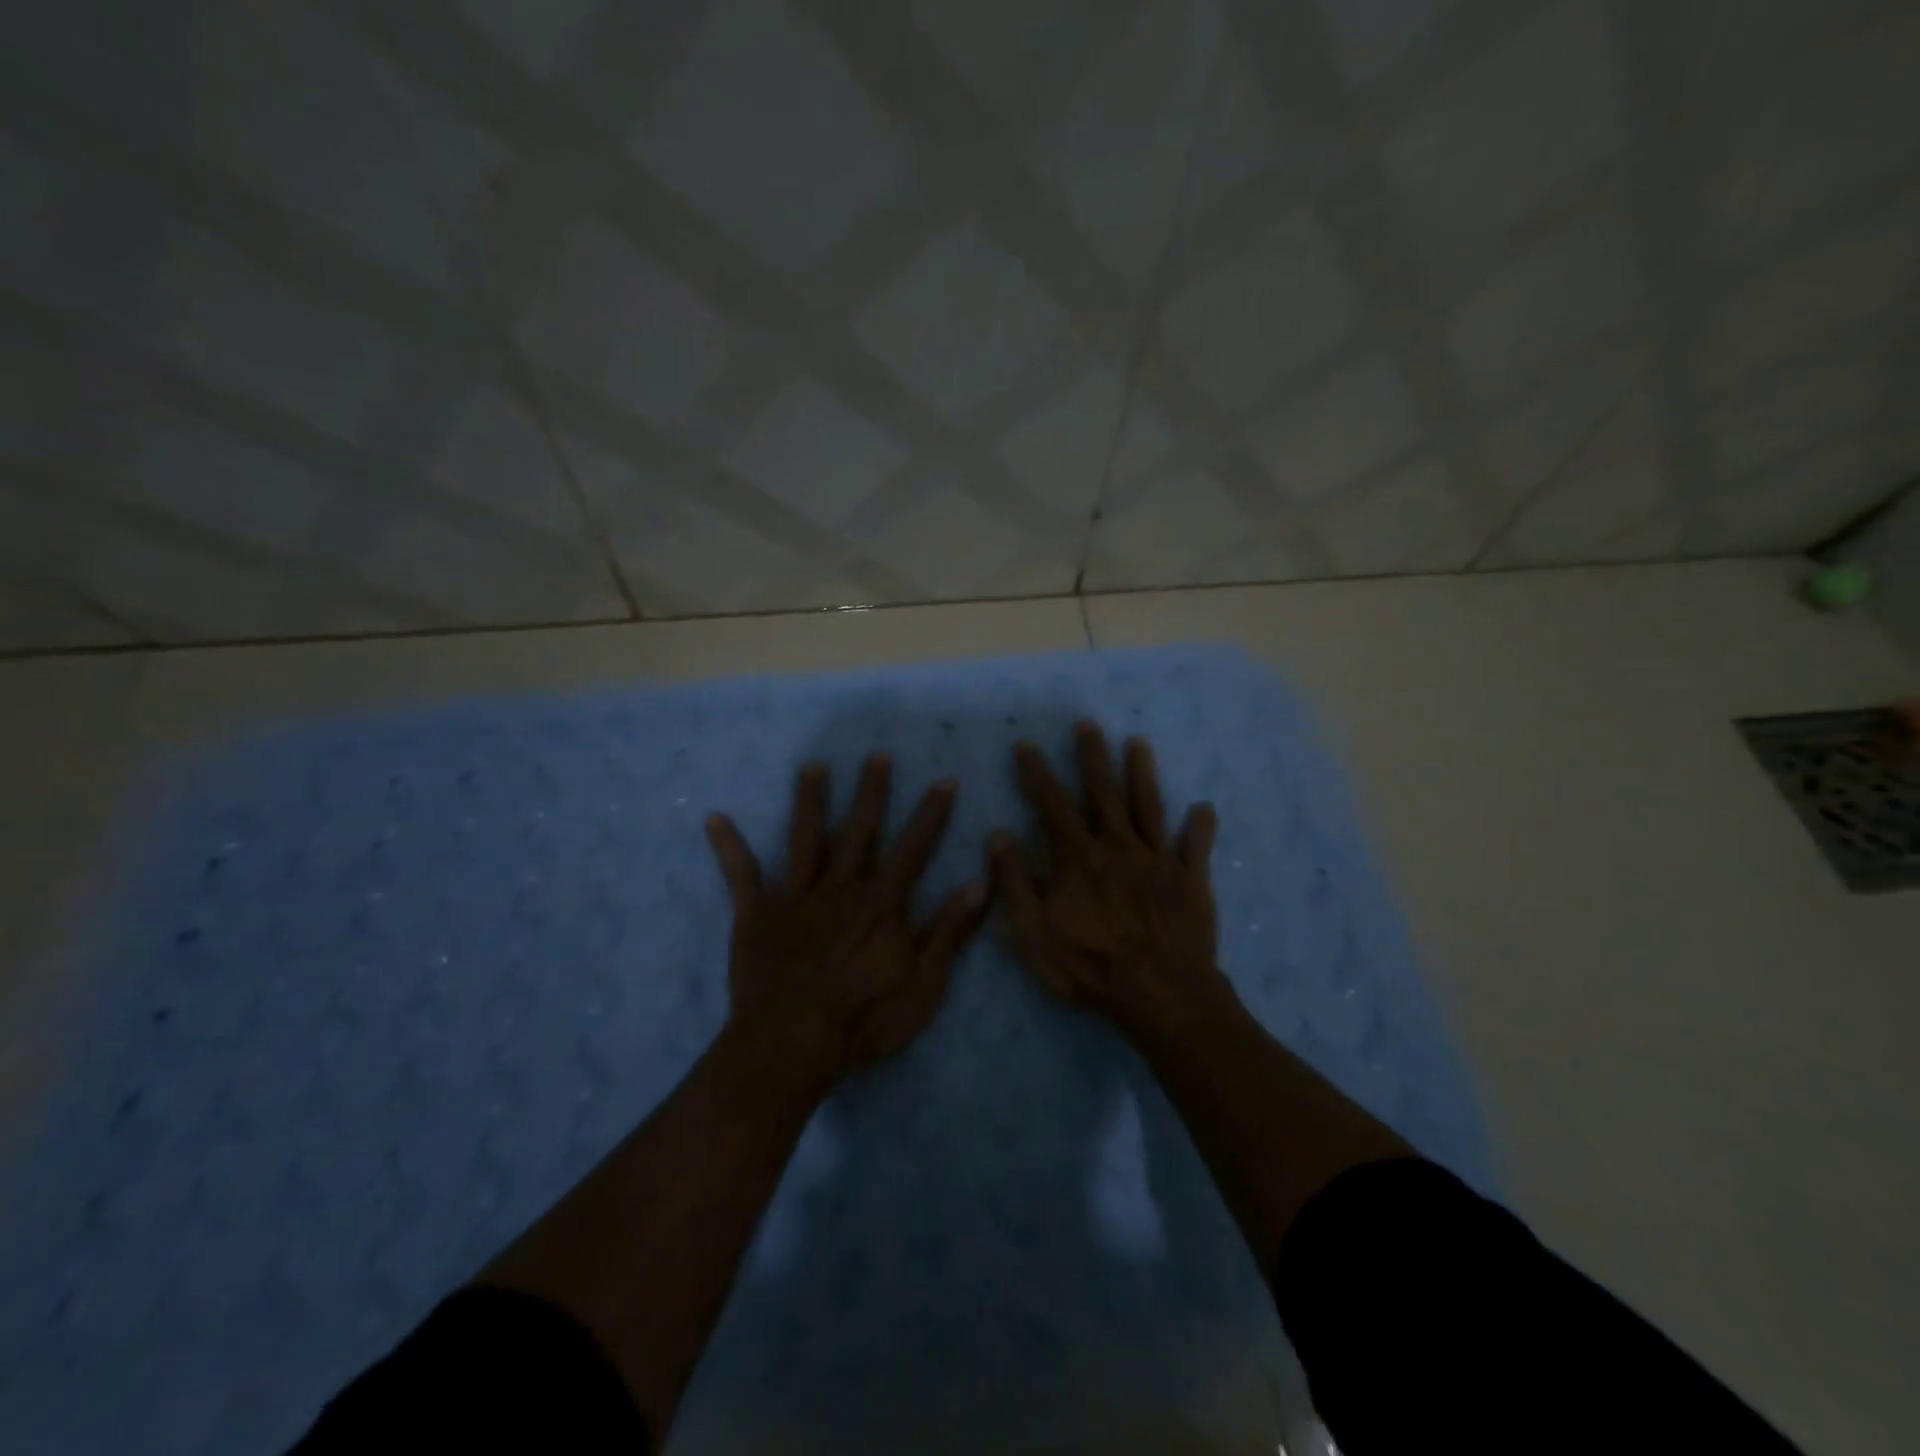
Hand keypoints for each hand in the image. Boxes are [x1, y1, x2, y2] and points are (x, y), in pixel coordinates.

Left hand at [705, 753, 987, 1088]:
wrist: (790, 1046)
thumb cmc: (863, 1020)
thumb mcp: (923, 985)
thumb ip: (949, 932)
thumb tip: (979, 884)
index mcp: (881, 903)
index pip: (914, 848)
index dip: (932, 814)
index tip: (944, 781)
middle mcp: (841, 887)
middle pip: (859, 830)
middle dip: (871, 792)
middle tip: (876, 756)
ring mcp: (795, 897)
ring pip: (805, 838)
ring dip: (810, 801)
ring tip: (812, 766)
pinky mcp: (757, 915)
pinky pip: (742, 875)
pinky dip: (729, 847)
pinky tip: (714, 818)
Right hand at [989, 723, 1227, 1040]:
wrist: (1161, 995)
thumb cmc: (1090, 967)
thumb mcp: (1034, 932)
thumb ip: (1015, 882)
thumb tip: (999, 835)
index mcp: (1079, 858)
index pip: (1052, 806)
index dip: (1037, 775)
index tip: (1027, 746)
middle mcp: (1118, 847)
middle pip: (1103, 794)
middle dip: (1093, 757)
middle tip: (1088, 724)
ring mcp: (1159, 861)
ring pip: (1149, 808)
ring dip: (1142, 775)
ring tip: (1139, 744)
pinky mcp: (1191, 881)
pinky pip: (1197, 847)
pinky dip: (1200, 826)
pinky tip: (1204, 806)